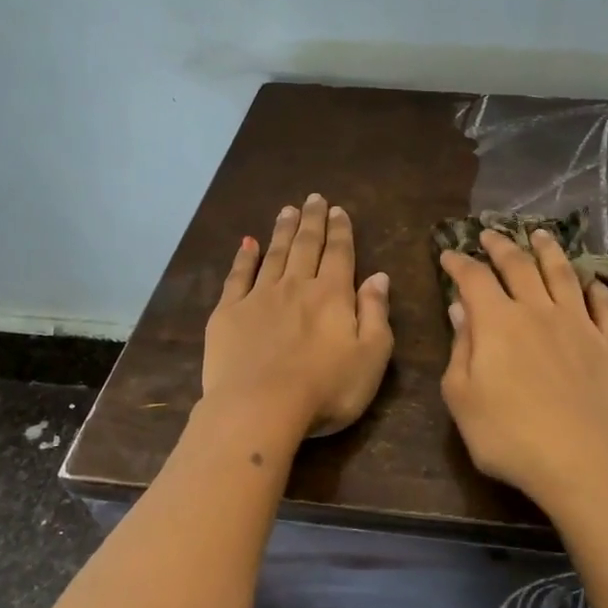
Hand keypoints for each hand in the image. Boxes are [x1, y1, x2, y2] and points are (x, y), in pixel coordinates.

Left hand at [203, 194, 393, 439]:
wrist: (259, 408)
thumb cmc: (326, 389)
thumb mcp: (371, 356)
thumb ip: (376, 313)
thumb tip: (379, 276)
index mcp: (332, 296)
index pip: (340, 254)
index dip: (340, 231)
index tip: (338, 210)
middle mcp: (296, 287)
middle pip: (305, 246)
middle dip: (312, 221)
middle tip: (314, 199)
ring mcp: (258, 298)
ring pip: (274, 255)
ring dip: (282, 230)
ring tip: (287, 210)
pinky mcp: (228, 314)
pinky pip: (237, 277)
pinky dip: (243, 258)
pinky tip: (246, 243)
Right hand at [440, 229, 607, 511]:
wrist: (581, 462)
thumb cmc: (509, 436)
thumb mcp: (462, 398)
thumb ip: (461, 348)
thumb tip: (460, 308)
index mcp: (499, 322)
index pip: (474, 279)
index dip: (459, 263)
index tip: (450, 254)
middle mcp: (540, 311)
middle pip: (520, 266)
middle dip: (502, 246)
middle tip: (492, 234)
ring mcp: (582, 326)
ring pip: (564, 276)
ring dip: (550, 251)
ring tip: (541, 235)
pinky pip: (606, 308)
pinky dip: (598, 290)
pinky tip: (593, 283)